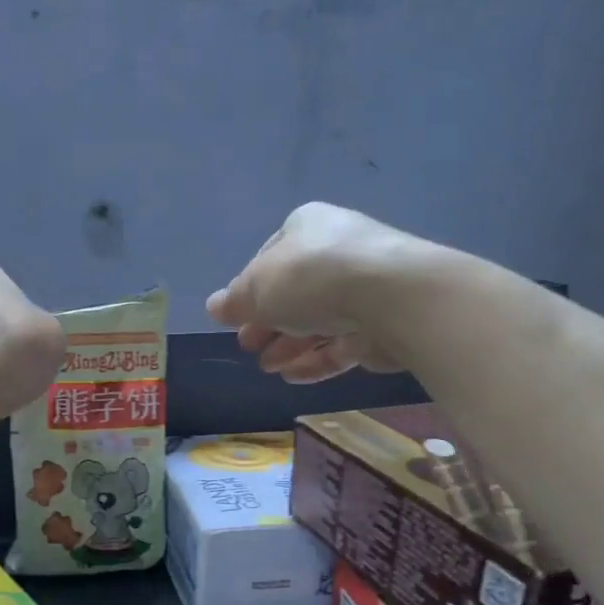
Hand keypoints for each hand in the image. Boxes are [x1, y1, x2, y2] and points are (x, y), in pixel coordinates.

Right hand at [207, 202, 425, 382]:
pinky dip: (317, 360)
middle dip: (269, 323)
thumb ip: (235, 301)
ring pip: (319, 321)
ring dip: (289, 346)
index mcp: (307, 227)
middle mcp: (339, 250)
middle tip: (248, 346)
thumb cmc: (310, 279)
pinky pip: (342, 343)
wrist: (389, 297)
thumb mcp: (257, 288)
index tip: (236, 319)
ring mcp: (365, 288)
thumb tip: (214, 307)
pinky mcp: (383, 323)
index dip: (249, 291)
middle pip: (295, 292)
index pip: (269, 259)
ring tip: (267, 368)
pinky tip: (293, 377)